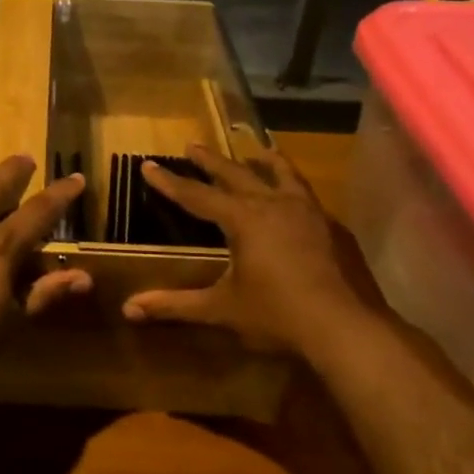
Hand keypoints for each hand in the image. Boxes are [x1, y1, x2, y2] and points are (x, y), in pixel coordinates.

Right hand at [121, 143, 385, 357]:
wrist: (345, 327)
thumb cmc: (277, 315)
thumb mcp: (221, 309)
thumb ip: (175, 306)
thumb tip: (128, 309)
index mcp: (243, 219)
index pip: (196, 196)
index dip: (170, 182)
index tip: (148, 164)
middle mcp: (274, 204)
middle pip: (237, 174)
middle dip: (211, 161)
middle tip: (193, 145)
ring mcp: (309, 212)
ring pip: (282, 175)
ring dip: (264, 162)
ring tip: (258, 150)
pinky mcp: (333, 227)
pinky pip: (307, 195)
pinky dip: (294, 186)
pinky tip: (296, 197)